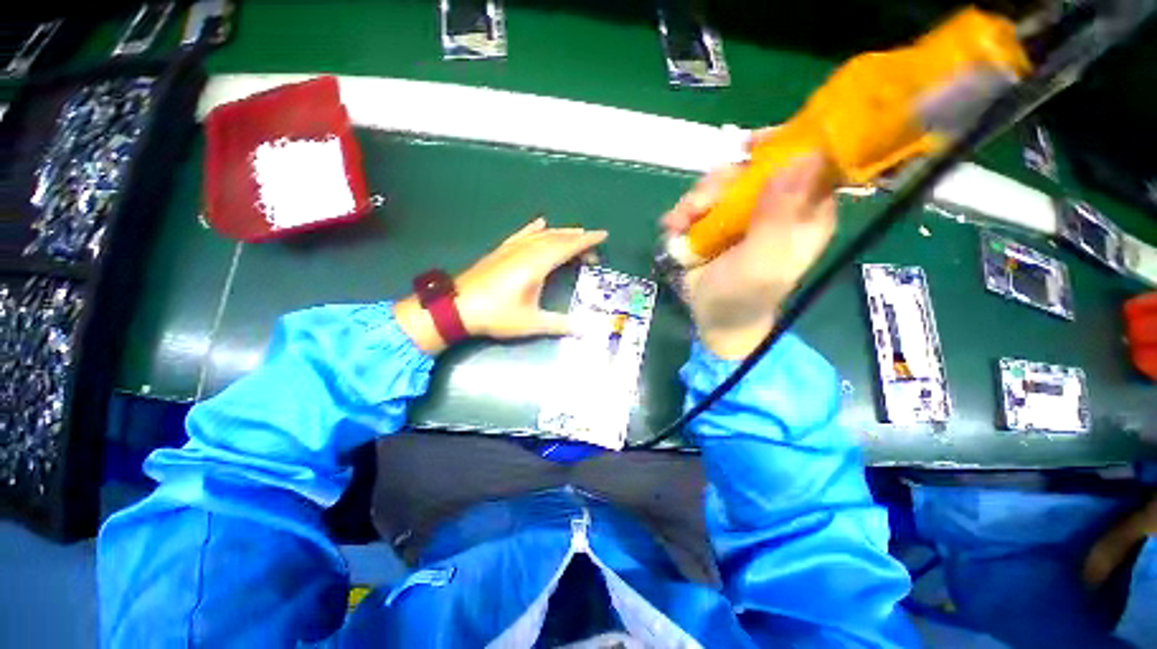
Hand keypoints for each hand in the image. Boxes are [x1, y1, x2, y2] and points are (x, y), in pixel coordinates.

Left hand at [395, 218, 606, 353]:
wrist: (456, 308)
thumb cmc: (496, 315)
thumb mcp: (531, 323)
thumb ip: (559, 324)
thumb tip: (584, 329)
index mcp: (536, 265)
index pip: (567, 247)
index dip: (587, 241)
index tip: (603, 235)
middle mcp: (526, 251)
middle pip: (557, 239)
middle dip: (578, 240)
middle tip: (593, 248)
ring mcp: (512, 249)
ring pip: (542, 235)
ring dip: (561, 233)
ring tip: (575, 234)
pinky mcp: (501, 251)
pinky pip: (522, 234)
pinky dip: (534, 228)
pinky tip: (541, 223)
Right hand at [663, 153, 836, 358]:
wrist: (712, 317)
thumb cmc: (744, 296)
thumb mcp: (763, 261)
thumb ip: (780, 216)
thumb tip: (803, 157)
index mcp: (805, 212)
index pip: (811, 161)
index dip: (786, 144)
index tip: (752, 145)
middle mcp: (777, 204)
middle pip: (755, 166)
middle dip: (723, 182)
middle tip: (700, 204)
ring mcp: (743, 211)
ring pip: (722, 181)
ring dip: (696, 200)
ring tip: (679, 224)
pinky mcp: (715, 220)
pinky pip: (700, 200)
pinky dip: (683, 211)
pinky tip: (673, 227)